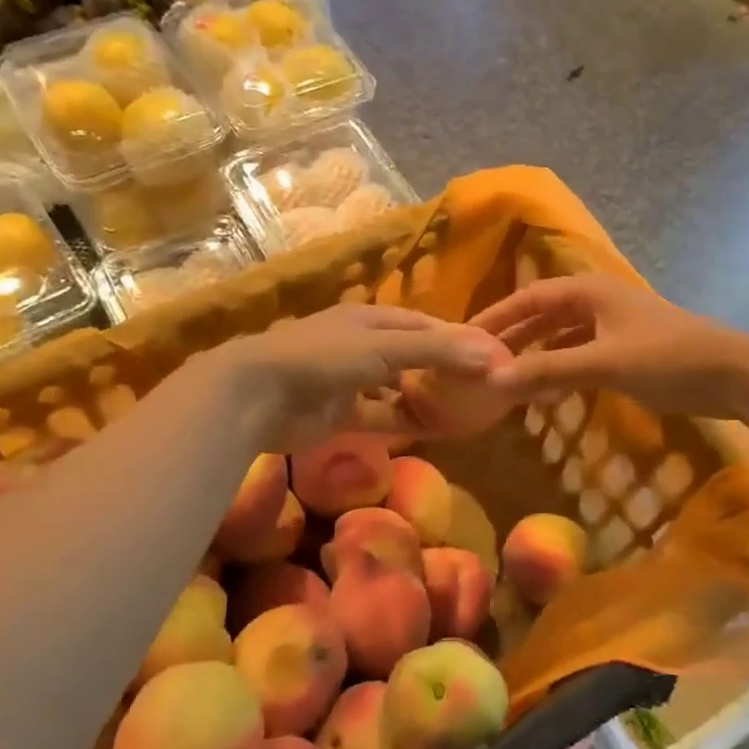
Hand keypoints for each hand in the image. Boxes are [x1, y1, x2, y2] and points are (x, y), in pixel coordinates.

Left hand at [217, 303, 509, 450]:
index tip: (489, 353)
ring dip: (426, 397)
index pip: (423, 324)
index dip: (456, 337)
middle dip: (444, 368)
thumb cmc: (323, 358)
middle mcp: (361, 345)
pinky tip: (434, 430)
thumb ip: (436, 352)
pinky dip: (406, 422)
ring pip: (398, 388)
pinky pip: (382, 416)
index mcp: (370, 318)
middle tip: (482, 385)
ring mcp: (350, 382)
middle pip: (413, 355)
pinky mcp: (340, 415)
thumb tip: (491, 356)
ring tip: (464, 410)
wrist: (257, 395)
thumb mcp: (383, 347)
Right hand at [468, 274, 748, 419]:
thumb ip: (548, 370)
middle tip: (477, 363)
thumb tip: (492, 380)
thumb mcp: (603, 363)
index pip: (528, 298)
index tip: (463, 338)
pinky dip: (561, 370)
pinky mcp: (627, 349)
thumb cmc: (667, 358)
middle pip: (542, 316)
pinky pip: (580, 355)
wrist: (734, 374)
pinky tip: (546, 392)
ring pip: (561, 338)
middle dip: (512, 339)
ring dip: (535, 357)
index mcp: (588, 291)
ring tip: (505, 381)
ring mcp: (614, 325)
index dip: (495, 317)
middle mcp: (597, 301)